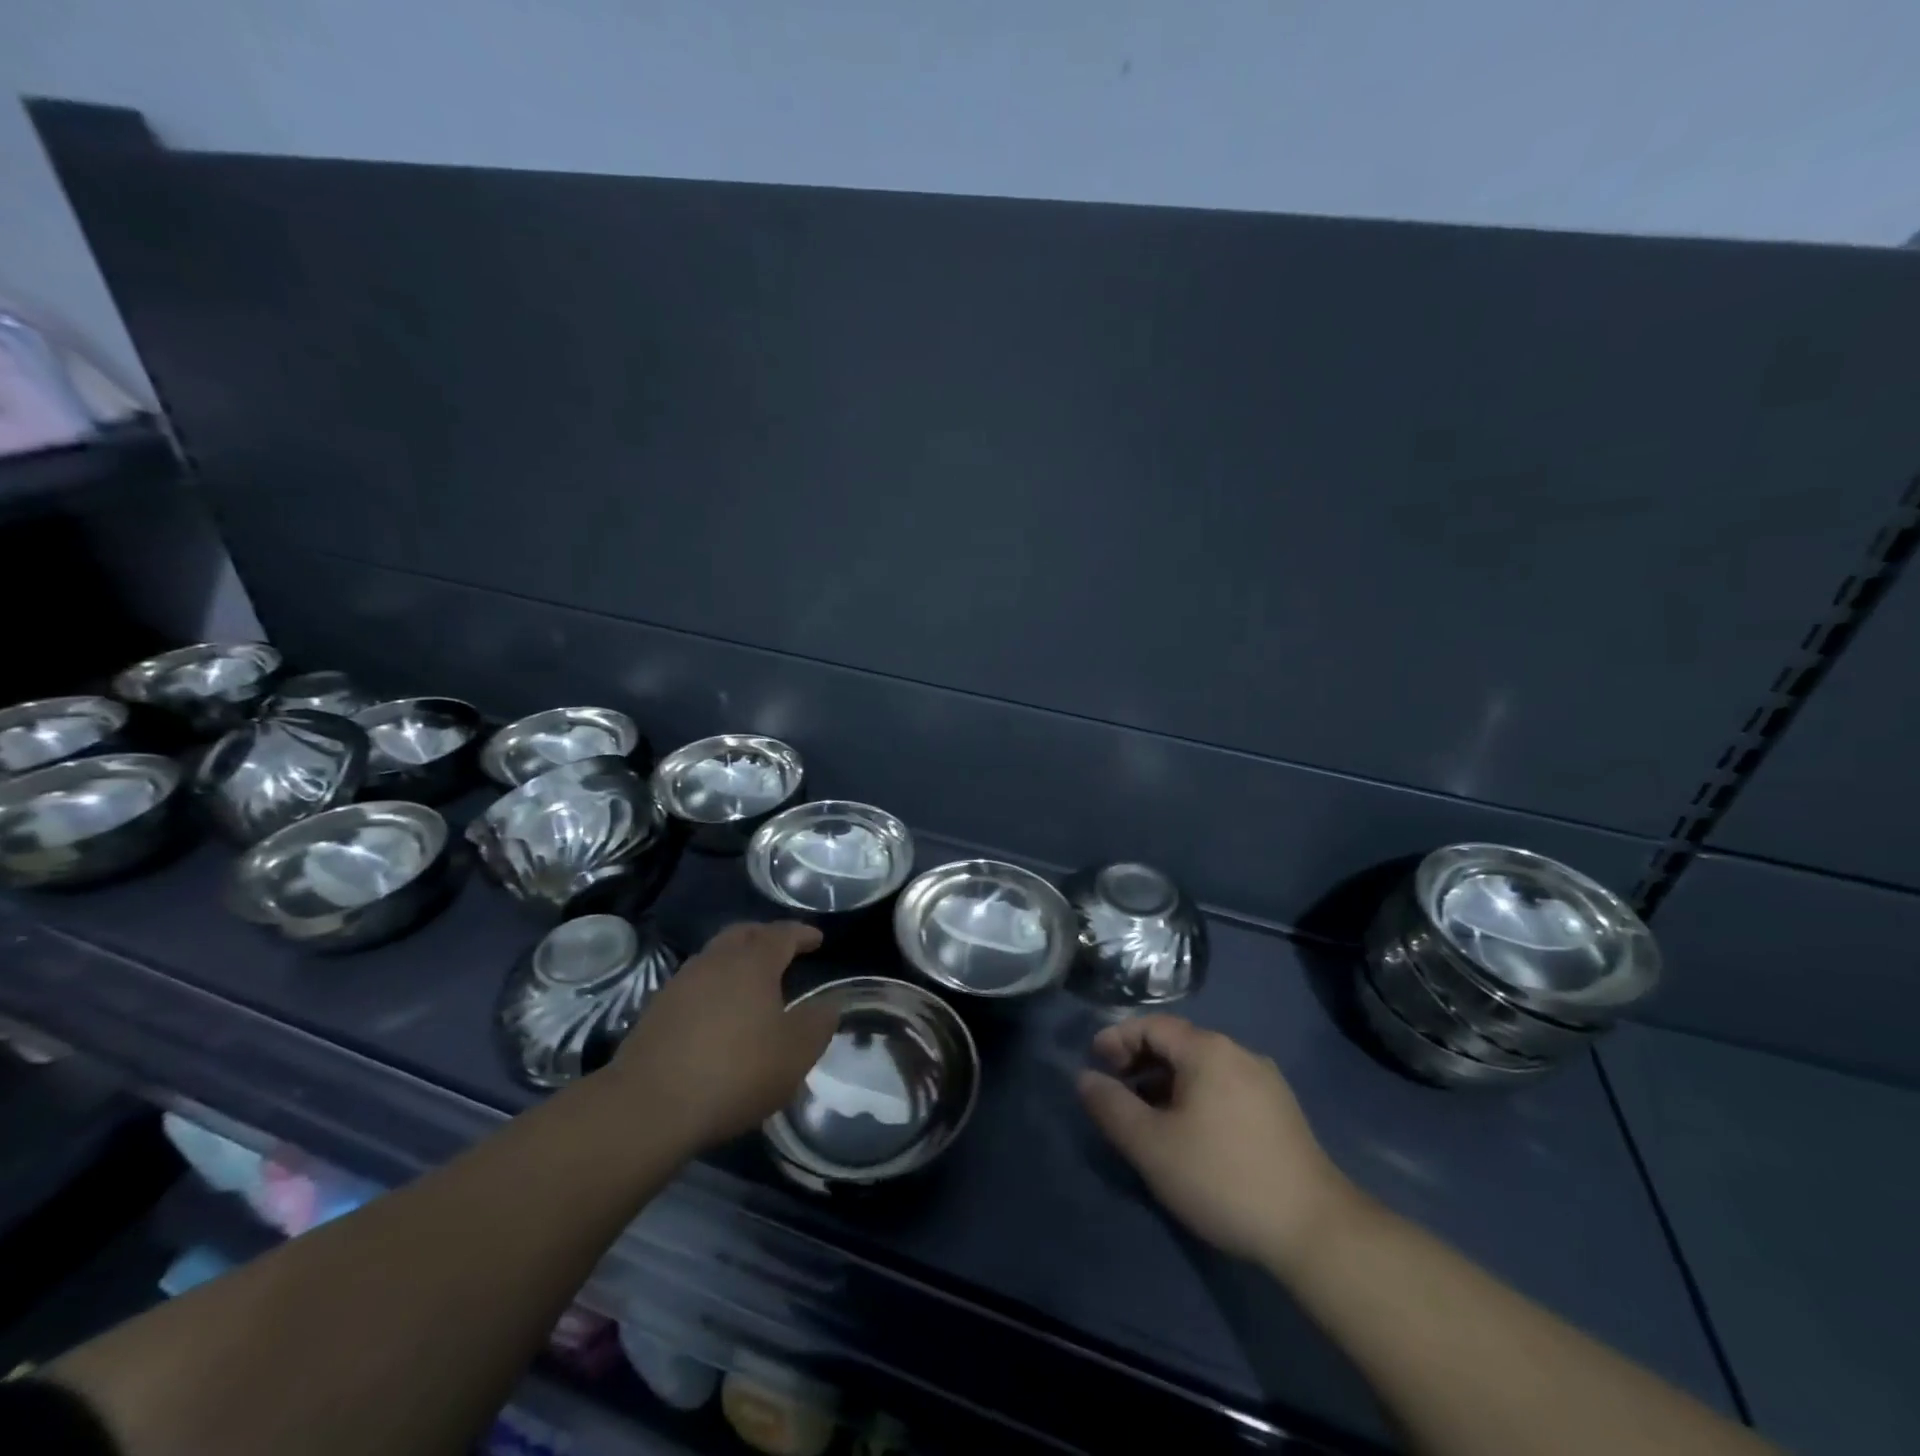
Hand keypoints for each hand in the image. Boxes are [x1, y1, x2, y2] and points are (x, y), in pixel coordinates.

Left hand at [611, 922, 837, 1151]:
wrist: (649, 1107)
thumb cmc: (735, 1072)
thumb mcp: (795, 1053)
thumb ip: (818, 1023)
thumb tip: (828, 1005)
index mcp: (752, 962)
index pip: (782, 934)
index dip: (802, 934)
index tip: (817, 939)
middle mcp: (715, 961)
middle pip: (743, 934)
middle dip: (766, 936)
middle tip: (783, 949)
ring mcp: (680, 983)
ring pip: (715, 956)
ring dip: (736, 961)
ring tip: (752, 982)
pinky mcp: (657, 1010)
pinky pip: (695, 984)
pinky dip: (714, 986)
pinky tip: (719, 1013)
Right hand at [1077, 1014, 1355, 1268]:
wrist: (1315, 1230)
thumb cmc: (1222, 1178)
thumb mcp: (1152, 1146)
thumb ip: (1111, 1107)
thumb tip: (1084, 1079)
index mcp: (1208, 1050)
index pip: (1152, 1026)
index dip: (1117, 1039)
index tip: (1094, 1063)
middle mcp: (1239, 1053)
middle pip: (1178, 1043)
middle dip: (1140, 1061)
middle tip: (1116, 1091)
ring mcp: (1265, 1081)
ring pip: (1202, 1068)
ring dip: (1167, 1082)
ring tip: (1147, 1116)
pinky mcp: (1281, 1111)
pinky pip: (1224, 1087)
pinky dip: (1195, 1096)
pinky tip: (1189, 1133)